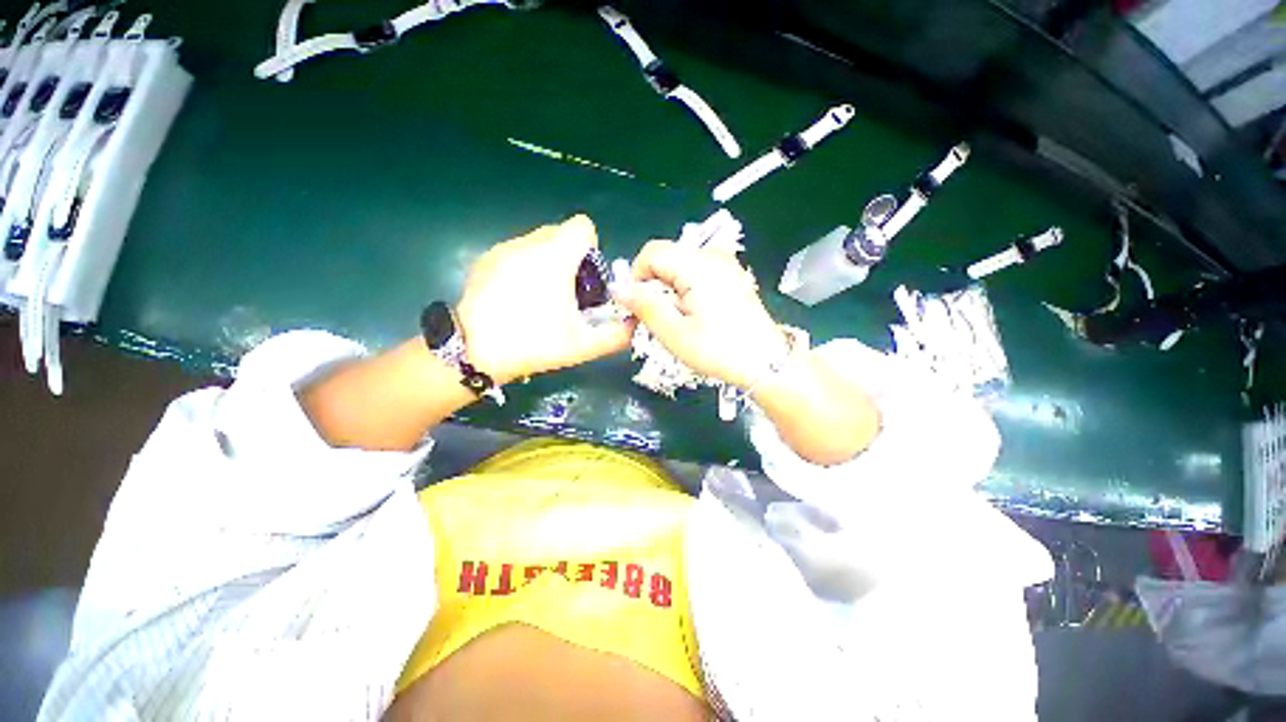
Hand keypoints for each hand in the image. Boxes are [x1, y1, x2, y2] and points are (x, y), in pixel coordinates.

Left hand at [456, 216, 633, 383]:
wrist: (474, 351)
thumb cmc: (534, 343)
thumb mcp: (583, 346)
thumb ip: (617, 335)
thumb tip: (635, 325)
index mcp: (554, 256)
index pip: (582, 226)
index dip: (591, 248)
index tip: (586, 277)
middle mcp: (528, 243)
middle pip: (560, 233)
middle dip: (571, 257)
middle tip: (568, 293)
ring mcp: (503, 249)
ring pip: (537, 243)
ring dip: (548, 262)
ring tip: (542, 299)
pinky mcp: (485, 260)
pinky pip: (517, 253)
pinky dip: (525, 268)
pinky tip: (518, 299)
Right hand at [615, 240, 786, 387]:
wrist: (766, 363)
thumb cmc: (719, 350)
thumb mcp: (674, 333)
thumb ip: (644, 306)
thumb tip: (618, 289)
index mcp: (698, 265)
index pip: (652, 252)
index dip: (636, 276)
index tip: (637, 306)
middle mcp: (713, 256)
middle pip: (666, 258)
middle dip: (653, 285)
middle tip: (657, 318)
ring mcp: (725, 265)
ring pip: (680, 267)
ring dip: (668, 290)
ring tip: (677, 320)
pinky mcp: (731, 276)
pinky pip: (696, 274)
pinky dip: (685, 290)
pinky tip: (694, 314)